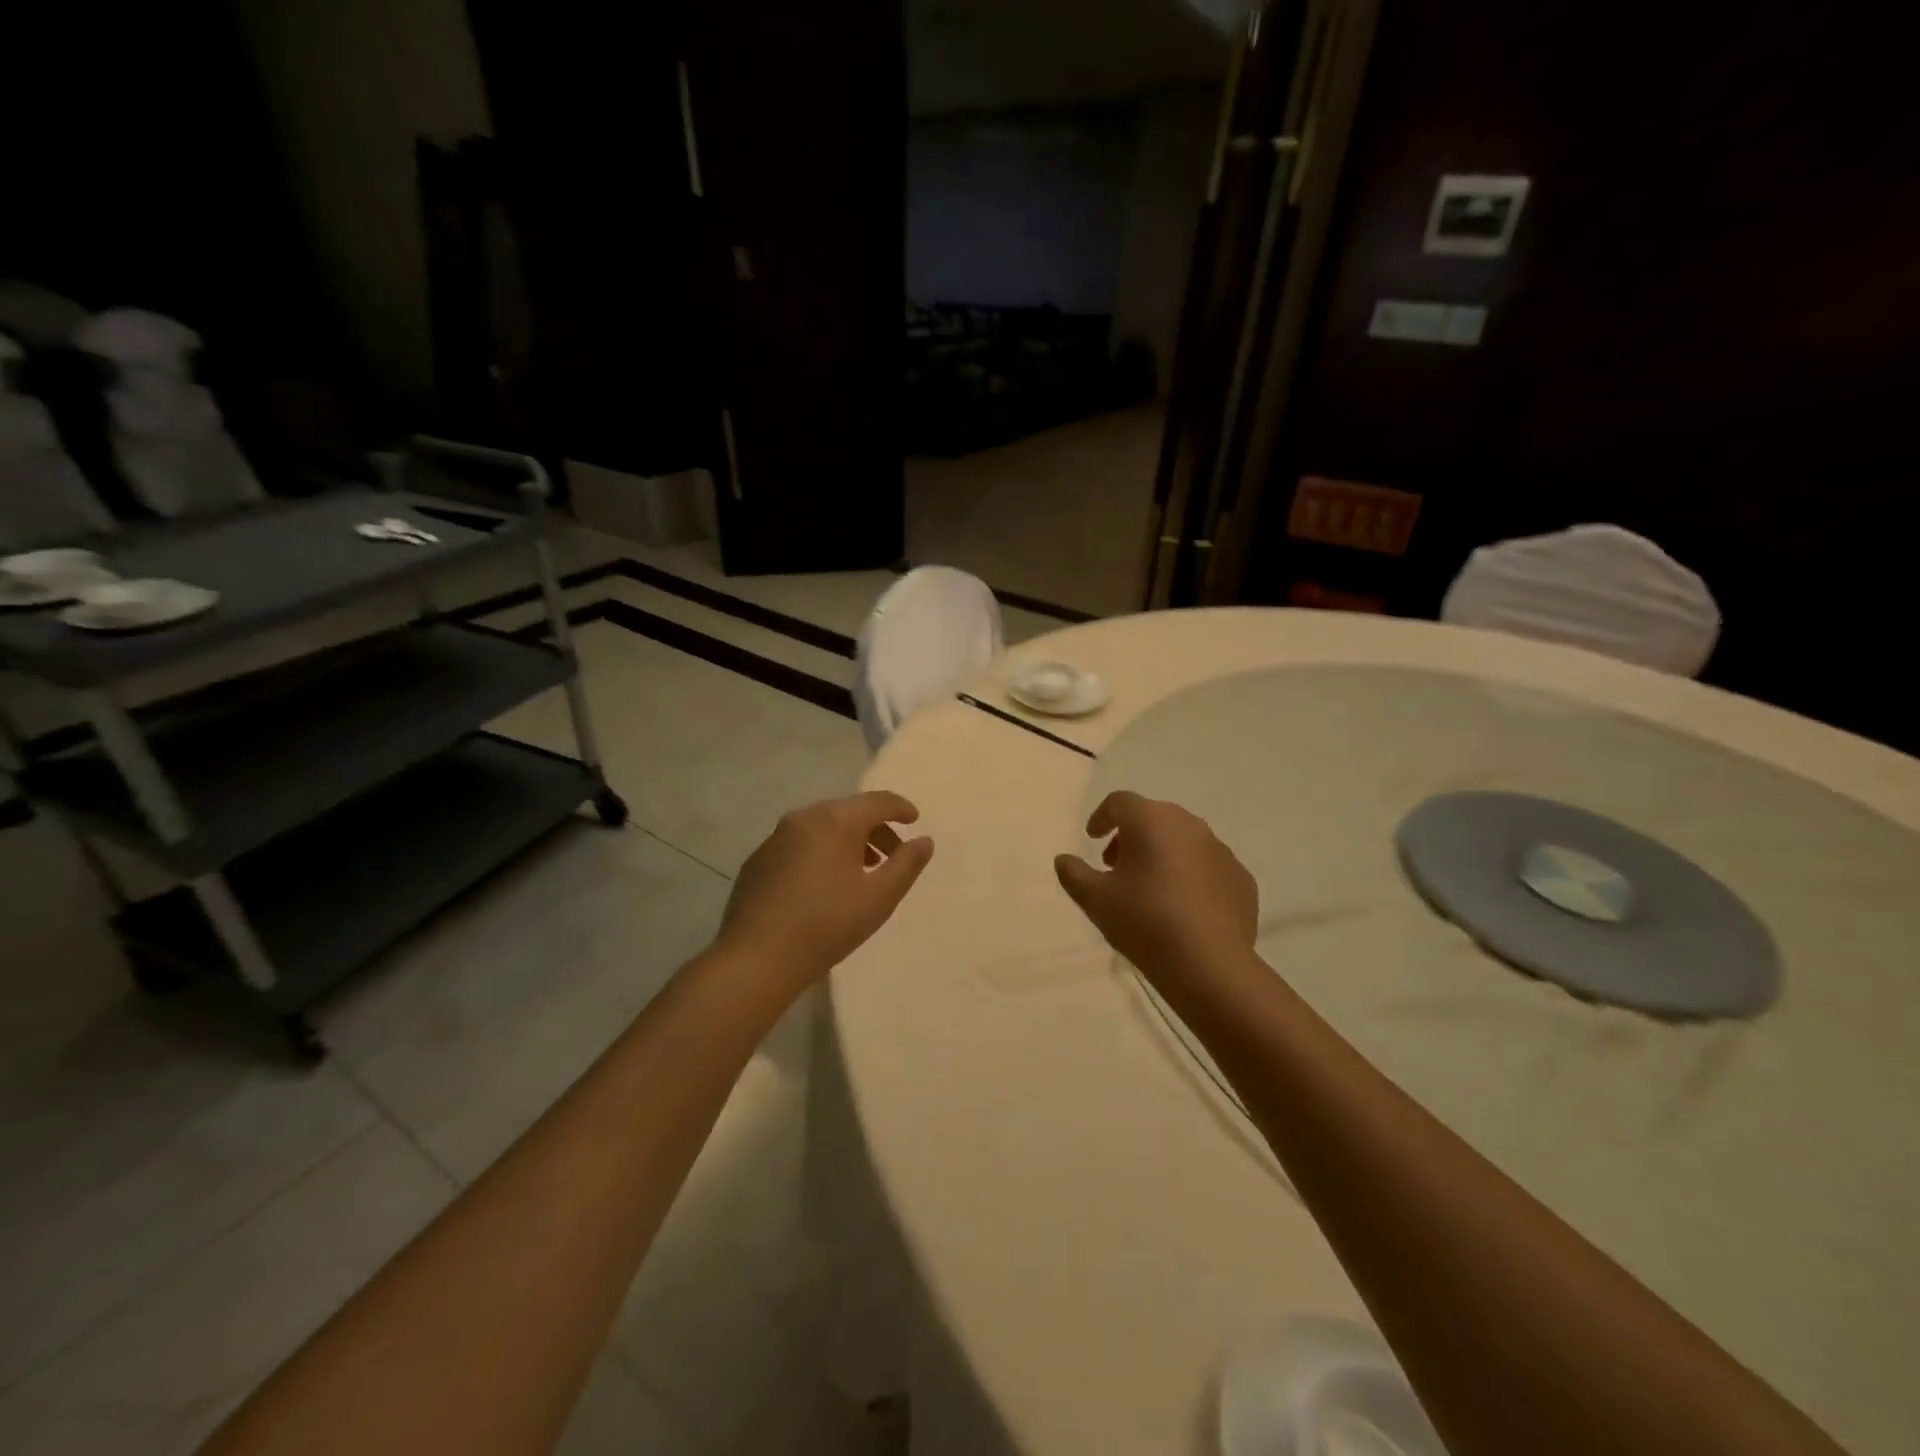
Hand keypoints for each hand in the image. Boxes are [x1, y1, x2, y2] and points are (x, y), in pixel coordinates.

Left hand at [717, 791, 934, 988]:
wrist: (757, 958)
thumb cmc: (828, 925)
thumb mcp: (879, 897)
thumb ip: (907, 864)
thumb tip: (924, 840)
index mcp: (836, 820)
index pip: (878, 801)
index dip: (901, 808)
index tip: (915, 820)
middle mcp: (804, 817)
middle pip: (849, 811)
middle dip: (875, 828)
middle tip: (892, 854)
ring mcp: (776, 837)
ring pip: (822, 827)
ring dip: (848, 841)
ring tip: (861, 871)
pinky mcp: (758, 859)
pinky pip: (799, 844)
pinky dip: (820, 852)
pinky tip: (823, 885)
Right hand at [1054, 791, 1257, 985]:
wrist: (1210, 965)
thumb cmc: (1145, 922)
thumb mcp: (1095, 899)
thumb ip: (1074, 874)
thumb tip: (1064, 860)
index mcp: (1151, 820)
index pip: (1120, 802)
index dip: (1102, 817)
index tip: (1092, 839)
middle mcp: (1189, 825)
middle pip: (1153, 817)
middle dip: (1131, 836)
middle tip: (1116, 866)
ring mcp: (1221, 850)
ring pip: (1183, 841)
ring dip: (1162, 854)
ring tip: (1149, 889)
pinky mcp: (1241, 878)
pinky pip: (1208, 867)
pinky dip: (1191, 876)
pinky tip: (1182, 907)